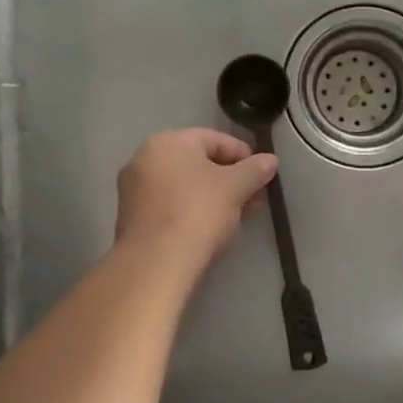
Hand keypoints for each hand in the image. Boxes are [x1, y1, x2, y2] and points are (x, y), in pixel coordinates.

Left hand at [116, 128, 278, 260]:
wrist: (156, 262)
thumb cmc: (198, 211)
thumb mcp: (236, 187)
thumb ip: (255, 170)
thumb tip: (270, 160)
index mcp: (168, 141)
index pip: (215, 139)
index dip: (244, 155)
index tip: (263, 175)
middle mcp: (144, 158)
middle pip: (198, 163)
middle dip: (230, 179)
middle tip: (254, 197)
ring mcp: (134, 189)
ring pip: (185, 186)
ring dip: (214, 196)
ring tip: (239, 215)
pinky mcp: (132, 218)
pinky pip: (171, 205)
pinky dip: (193, 211)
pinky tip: (213, 229)